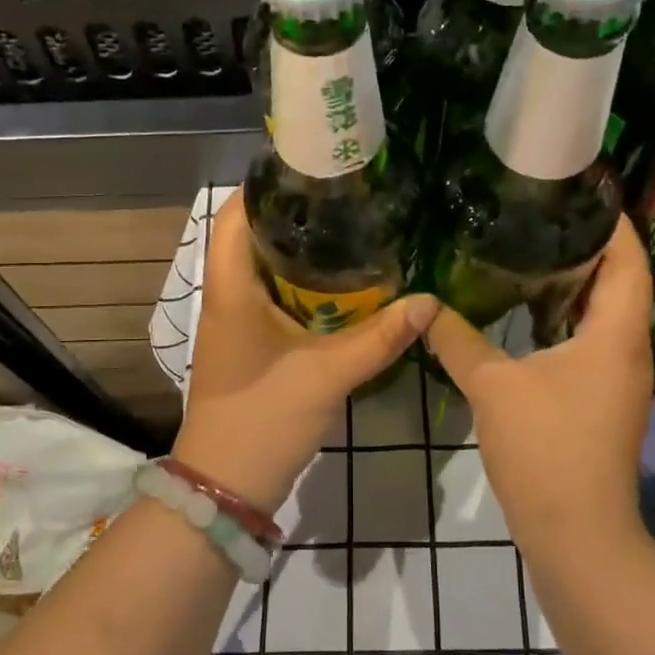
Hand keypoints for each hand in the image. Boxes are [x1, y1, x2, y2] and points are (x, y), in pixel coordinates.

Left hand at [172, 190, 439, 513]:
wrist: (225, 485)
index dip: (264, 187)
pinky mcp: (249, 346)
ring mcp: (235, 324)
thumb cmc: (264, 418)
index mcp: (231, 290)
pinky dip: (300, 286)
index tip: (310, 169)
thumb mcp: (327, 375)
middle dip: (294, 216)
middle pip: (252, 238)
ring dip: (298, 252)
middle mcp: (227, 298)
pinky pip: (272, 299)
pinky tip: (340, 288)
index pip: (234, 217)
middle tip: (346, 198)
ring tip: (350, 230)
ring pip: (263, 270)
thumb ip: (379, 338)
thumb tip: (429, 301)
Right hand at [422, 217, 652, 541]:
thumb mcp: (493, 386)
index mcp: (615, 334)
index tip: (578, 191)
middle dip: (586, 246)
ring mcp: (619, 378)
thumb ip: (457, 340)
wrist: (576, 534)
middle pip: (619, 281)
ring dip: (576, 284)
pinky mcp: (603, 400)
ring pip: (604, 314)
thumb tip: (424, 305)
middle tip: (540, 215)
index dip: (610, 221)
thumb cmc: (545, 449)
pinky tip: (530, 315)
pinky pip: (592, 341)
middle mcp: (627, 349)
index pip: (627, 258)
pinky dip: (567, 318)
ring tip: (531, 253)